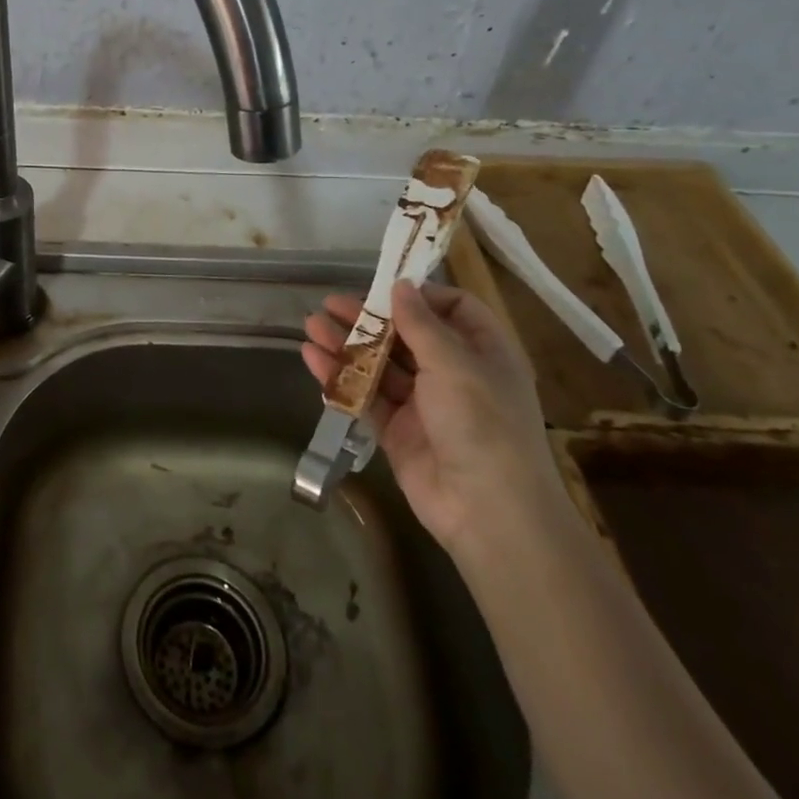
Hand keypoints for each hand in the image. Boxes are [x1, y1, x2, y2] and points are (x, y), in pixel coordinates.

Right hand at [302, 281, 563, 553]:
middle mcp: (454, 374)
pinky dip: (340, 377)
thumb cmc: (482, 424)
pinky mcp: (398, 431)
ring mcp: (424, 405)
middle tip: (328, 304)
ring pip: (380, 364)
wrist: (488, 513)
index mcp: (483, 352)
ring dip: (346, 344)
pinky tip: (312, 359)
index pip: (454, 309)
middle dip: (368, 318)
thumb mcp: (455, 364)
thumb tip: (401, 285)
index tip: (383, 287)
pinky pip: (366, 397)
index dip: (420, 296)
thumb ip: (421, 324)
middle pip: (407, 335)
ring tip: (310, 326)